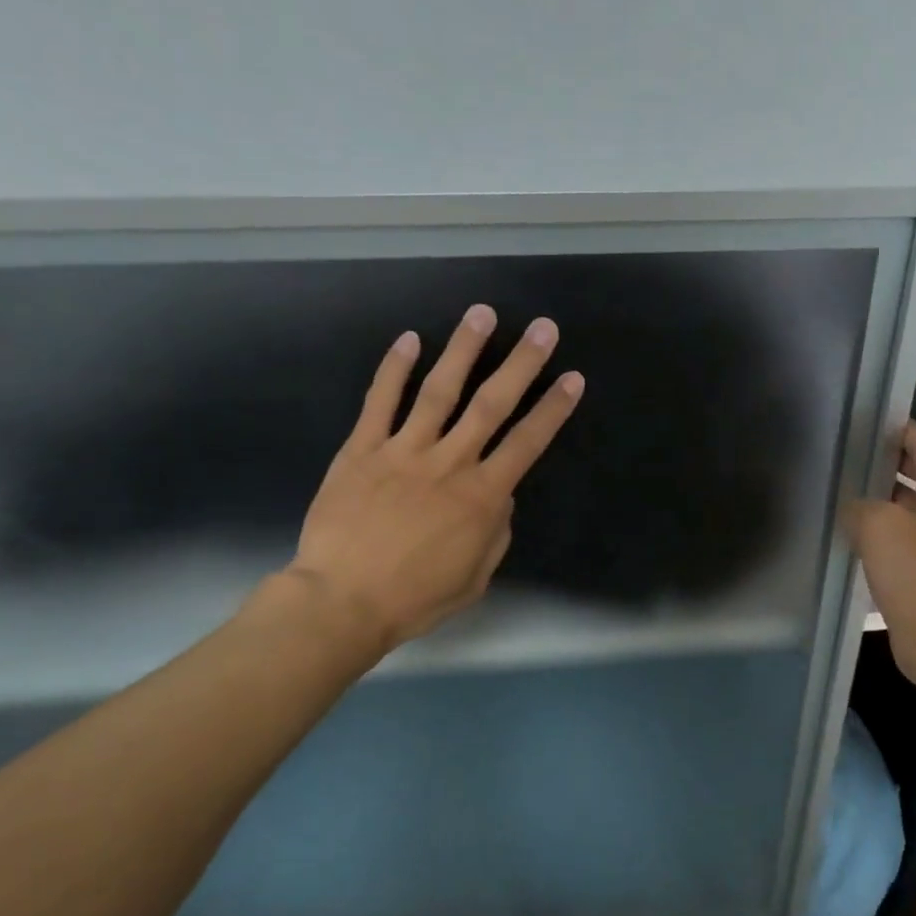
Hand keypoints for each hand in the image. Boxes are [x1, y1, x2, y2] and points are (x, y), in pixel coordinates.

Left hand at [285, 303, 582, 652]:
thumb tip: (500, 497)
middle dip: (522, 364)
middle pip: (491, 405)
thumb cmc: (415, 598)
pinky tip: (409, 340)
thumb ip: (495, 533)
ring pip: (438, 391)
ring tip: (482, 314)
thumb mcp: (475, 577)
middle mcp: (449, 464)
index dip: (553, 409)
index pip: (527, 443)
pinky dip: (394, 369)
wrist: (343, 601)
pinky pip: (380, 402)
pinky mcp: (361, 450)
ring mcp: (402, 451)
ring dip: (463, 350)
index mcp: (482, 498)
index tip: (572, 379)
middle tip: (543, 329)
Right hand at [843, 422, 915, 687]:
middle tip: (867, 457)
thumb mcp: (880, 526)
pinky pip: (907, 540)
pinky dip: (887, 531)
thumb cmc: (915, 575)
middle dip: (903, 463)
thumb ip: (862, 506)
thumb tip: (854, 507)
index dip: (909, 433)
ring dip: (892, 498)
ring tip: (856, 493)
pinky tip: (860, 539)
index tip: (881, 424)